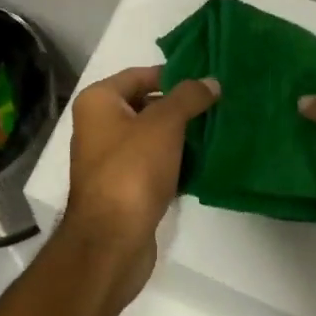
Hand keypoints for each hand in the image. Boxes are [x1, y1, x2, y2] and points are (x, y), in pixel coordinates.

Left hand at [62, 65, 219, 305]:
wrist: (112, 240)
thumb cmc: (132, 170)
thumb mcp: (164, 124)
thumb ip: (188, 97)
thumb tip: (211, 81)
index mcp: (98, 102)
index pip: (139, 75)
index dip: (173, 75)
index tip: (207, 80)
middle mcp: (97, 125)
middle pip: (145, 104)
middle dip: (180, 106)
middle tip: (218, 104)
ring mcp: (108, 158)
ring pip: (151, 136)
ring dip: (180, 135)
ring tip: (217, 129)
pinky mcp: (122, 187)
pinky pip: (152, 163)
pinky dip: (174, 160)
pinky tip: (202, 161)